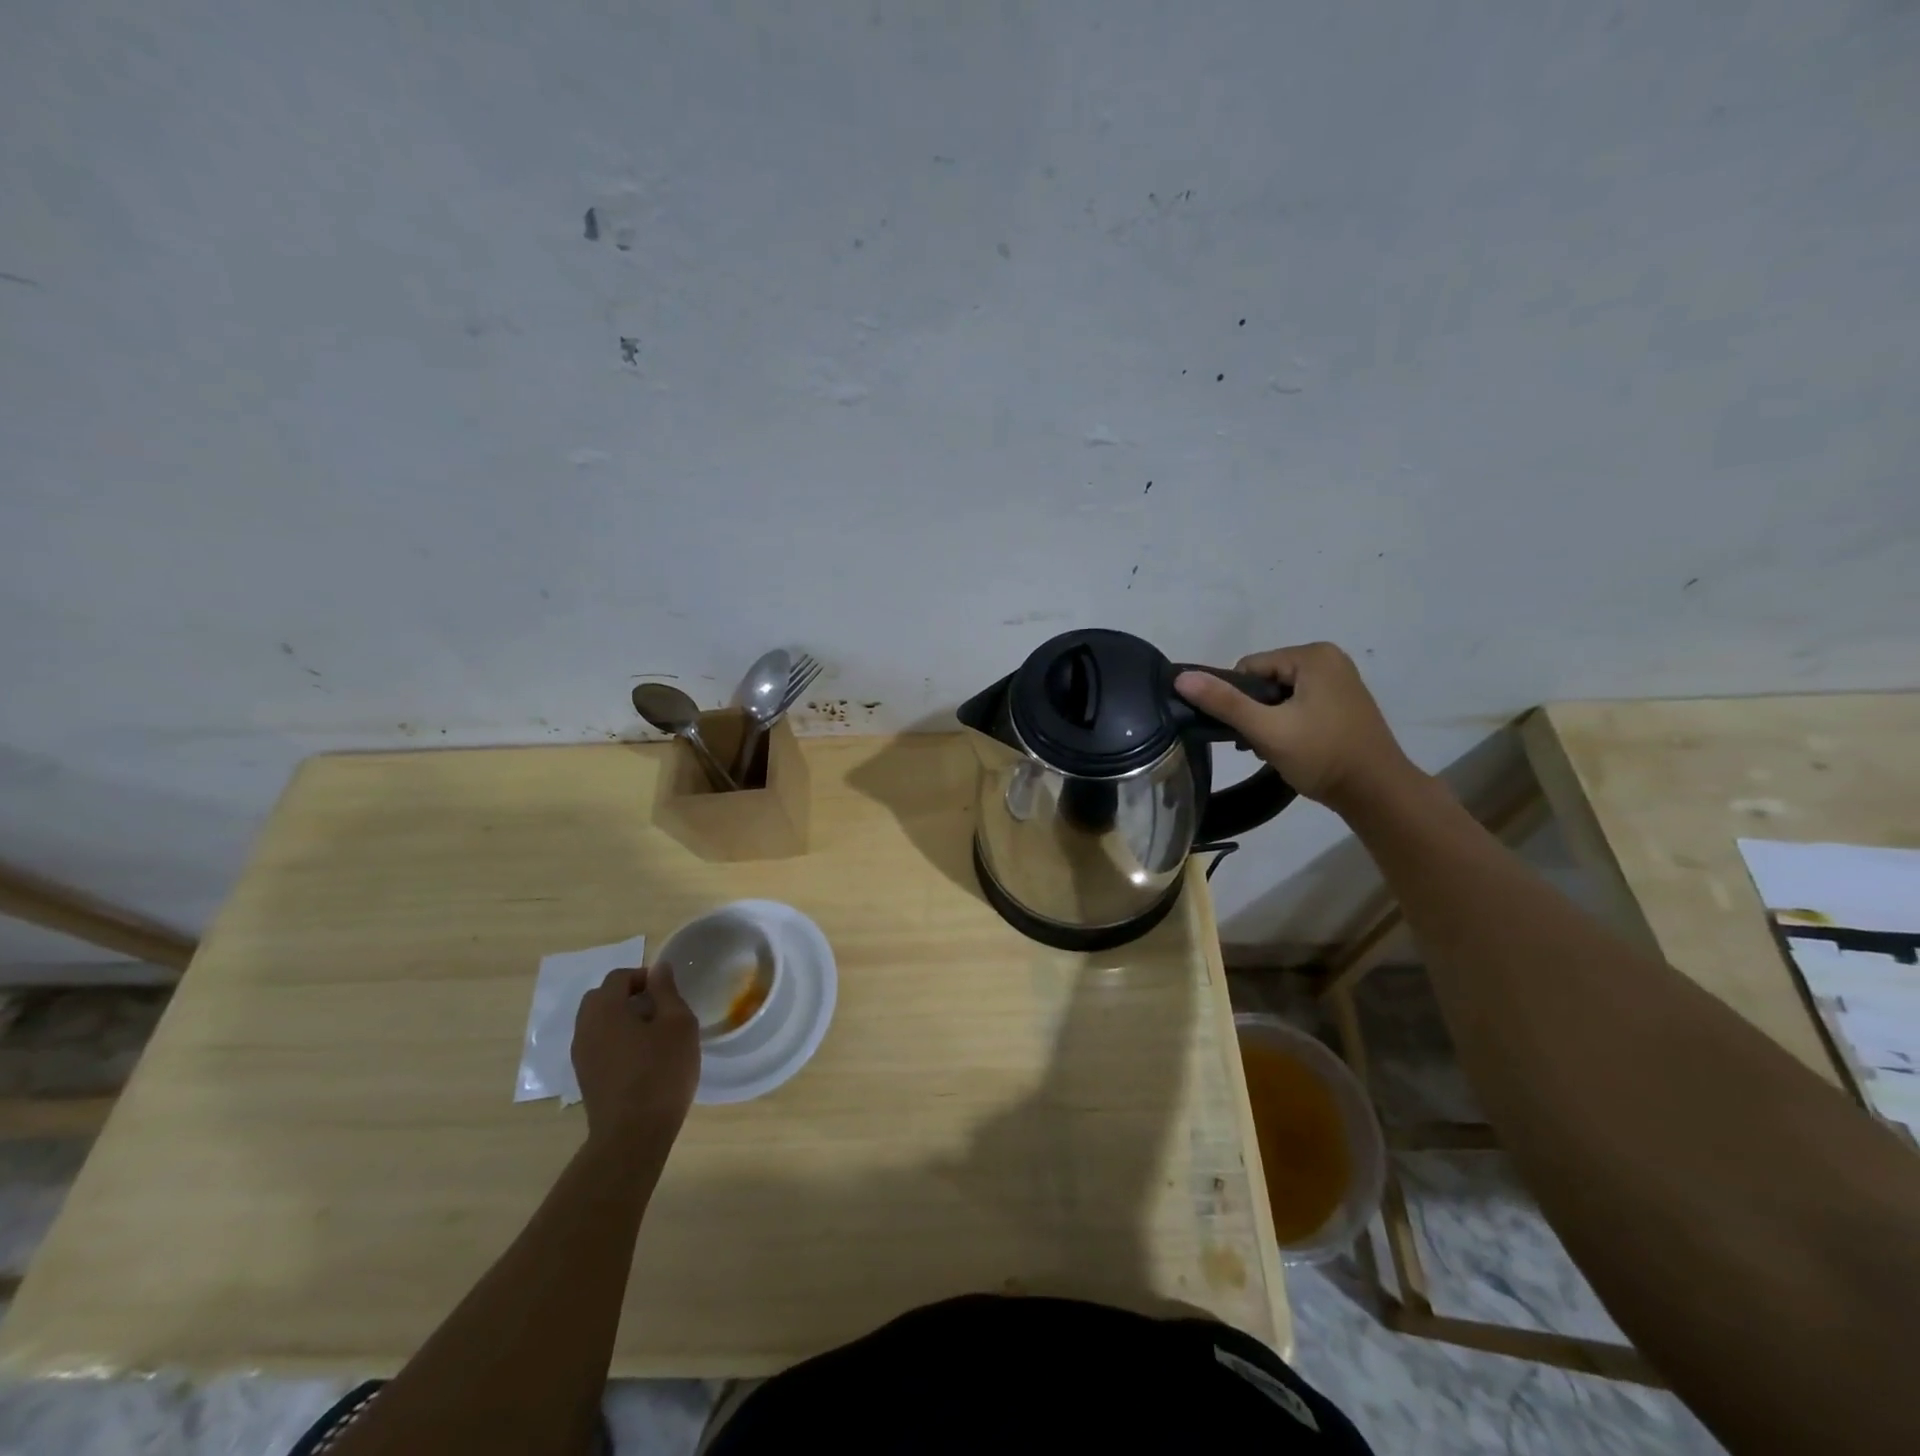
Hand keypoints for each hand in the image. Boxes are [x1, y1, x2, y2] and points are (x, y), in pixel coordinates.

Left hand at [572, 966, 699, 1145]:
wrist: (632, 1135)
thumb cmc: (661, 1071)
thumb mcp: (678, 1024)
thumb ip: (667, 991)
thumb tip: (658, 968)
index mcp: (605, 1009)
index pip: (618, 977)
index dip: (644, 976)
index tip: (667, 991)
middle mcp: (585, 1028)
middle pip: (601, 998)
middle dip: (627, 995)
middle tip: (658, 1009)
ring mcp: (581, 1056)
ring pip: (597, 1023)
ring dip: (620, 1019)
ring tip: (651, 1034)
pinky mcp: (585, 1078)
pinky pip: (597, 1045)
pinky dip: (615, 1040)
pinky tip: (640, 1058)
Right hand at [1175, 642, 1418, 812]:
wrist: (1377, 793)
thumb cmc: (1322, 756)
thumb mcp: (1267, 730)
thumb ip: (1224, 702)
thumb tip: (1181, 678)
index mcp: (1313, 655)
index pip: (1249, 667)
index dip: (1239, 699)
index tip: (1249, 731)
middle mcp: (1329, 659)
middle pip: (1265, 680)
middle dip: (1255, 712)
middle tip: (1261, 744)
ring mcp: (1339, 681)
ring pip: (1280, 695)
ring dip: (1270, 721)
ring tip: (1276, 749)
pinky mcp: (1343, 702)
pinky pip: (1300, 704)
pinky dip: (1289, 724)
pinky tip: (1293, 748)